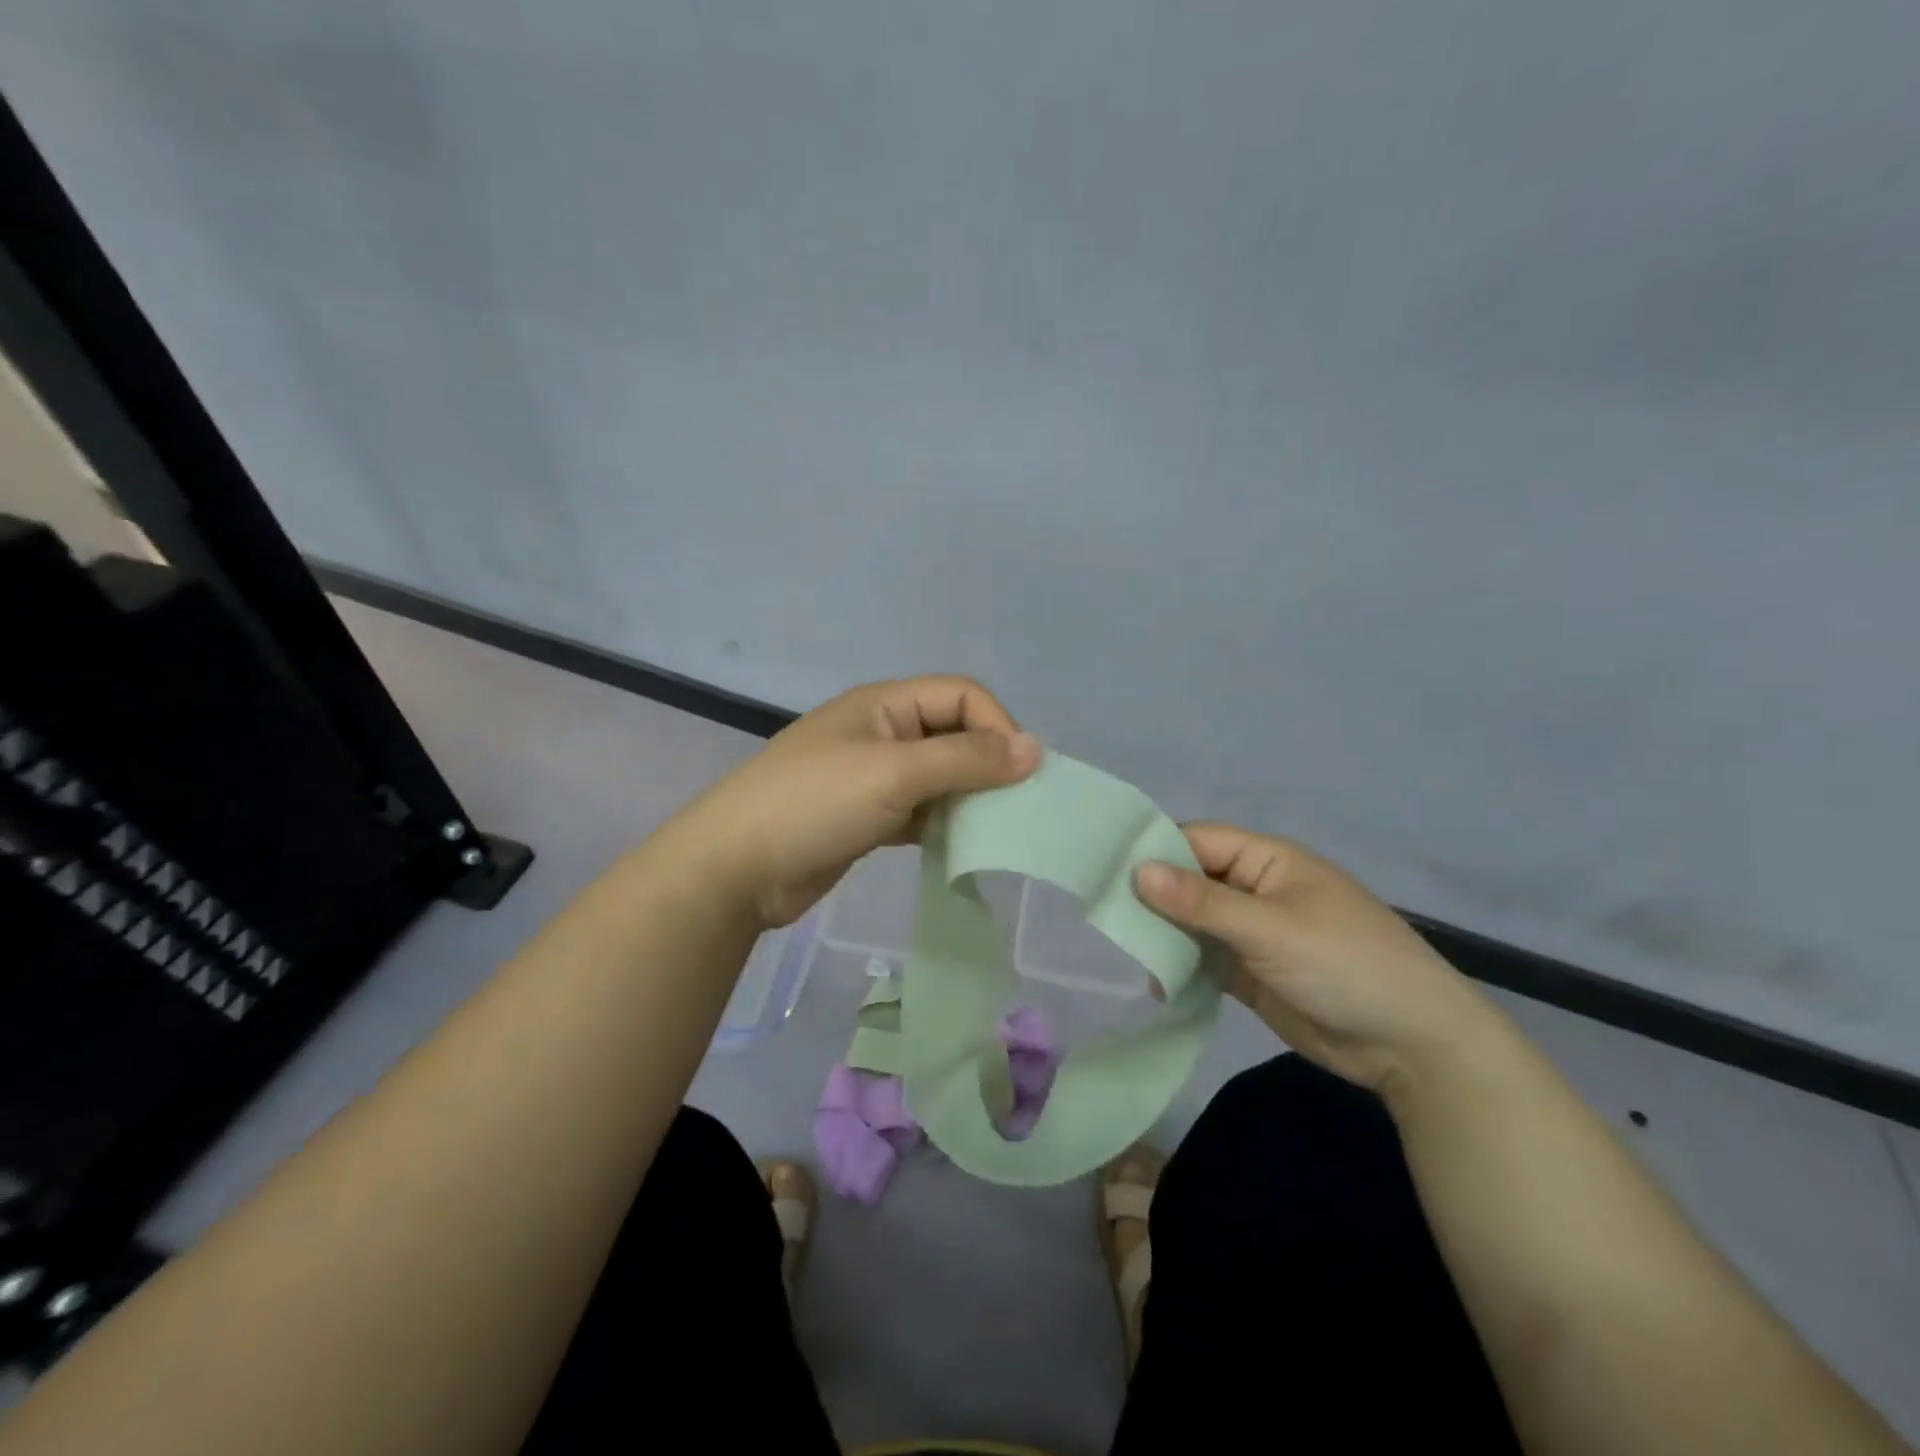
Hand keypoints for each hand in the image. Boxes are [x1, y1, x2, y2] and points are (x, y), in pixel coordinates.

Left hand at [677, 676, 1040, 928]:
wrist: (734, 868)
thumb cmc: (814, 804)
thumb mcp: (894, 773)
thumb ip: (966, 759)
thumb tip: (1035, 749)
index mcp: (885, 704)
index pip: (962, 696)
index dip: (998, 727)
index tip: (1020, 775)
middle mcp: (882, 732)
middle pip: (954, 735)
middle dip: (987, 766)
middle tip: (1014, 809)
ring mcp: (872, 776)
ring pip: (940, 777)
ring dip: (967, 799)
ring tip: (991, 832)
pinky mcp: (867, 817)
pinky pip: (920, 811)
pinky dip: (943, 825)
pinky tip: (958, 848)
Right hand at [1134, 823, 1497, 1096]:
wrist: (1412, 1046)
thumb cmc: (1347, 966)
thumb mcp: (1271, 929)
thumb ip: (1202, 903)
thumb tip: (1136, 871)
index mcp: (1265, 860)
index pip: (1196, 841)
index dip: (1153, 851)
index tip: (1103, 870)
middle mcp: (1254, 889)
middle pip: (1189, 881)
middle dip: (1151, 895)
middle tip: (1100, 913)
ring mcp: (1251, 932)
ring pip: (1192, 921)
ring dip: (1162, 933)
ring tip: (1119, 947)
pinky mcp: (1249, 971)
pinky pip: (1203, 958)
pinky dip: (1179, 965)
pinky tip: (1152, 980)